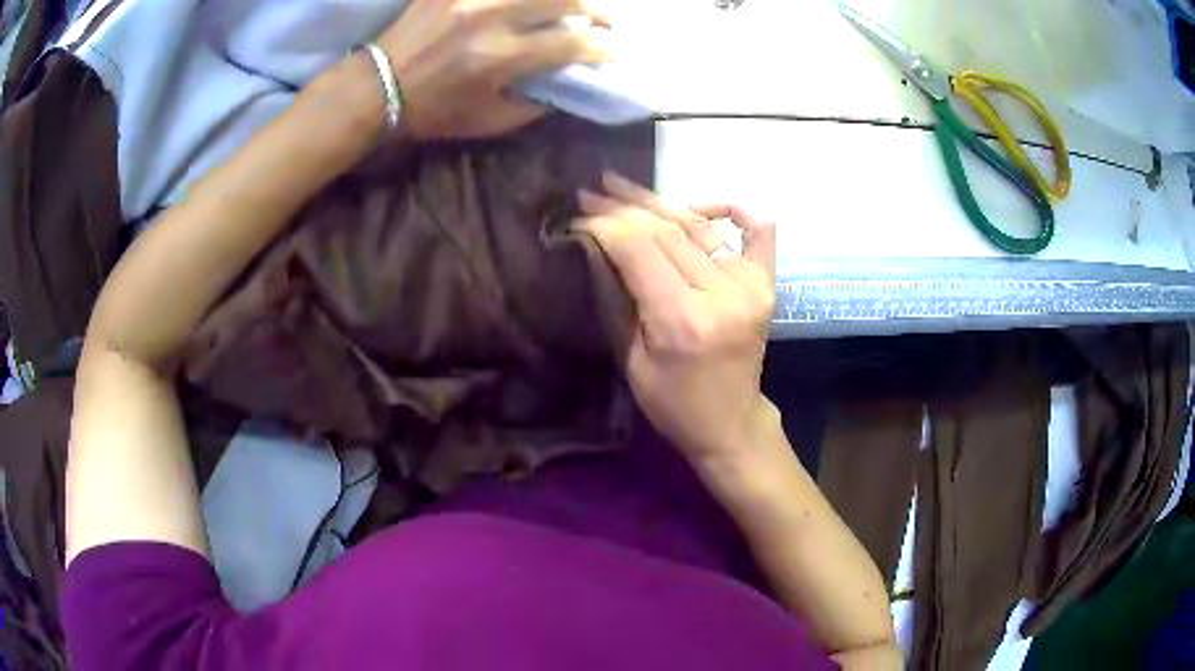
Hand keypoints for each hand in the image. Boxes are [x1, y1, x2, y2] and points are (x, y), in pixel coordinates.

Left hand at [376, 0, 613, 138]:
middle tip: (603, 21)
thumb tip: (567, 86)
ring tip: (572, 5)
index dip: (604, 47)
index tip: (615, 52)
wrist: (376, 87)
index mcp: (501, 57)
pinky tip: (529, 1)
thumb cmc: (433, 110)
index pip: (573, 43)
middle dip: (597, 11)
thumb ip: (533, 105)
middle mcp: (491, 17)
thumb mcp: (486, 121)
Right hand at [577, 173, 777, 464]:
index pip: (639, 249)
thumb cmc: (673, 403)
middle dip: (625, 207)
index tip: (580, 212)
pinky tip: (702, 204)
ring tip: (626, 186)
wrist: (730, 422)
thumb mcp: (631, 359)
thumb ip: (619, 298)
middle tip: (595, 190)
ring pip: (699, 227)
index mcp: (682, 320)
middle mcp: (721, 295)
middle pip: (667, 231)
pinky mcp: (766, 285)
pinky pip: (758, 232)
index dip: (606, 225)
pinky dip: (732, 210)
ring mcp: (751, 286)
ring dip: (660, 202)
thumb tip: (599, 245)